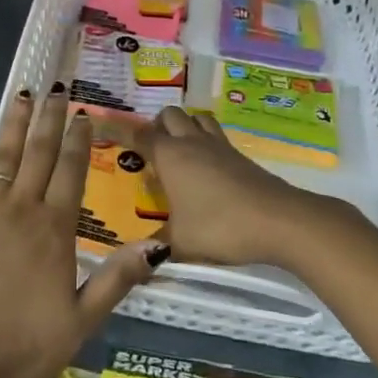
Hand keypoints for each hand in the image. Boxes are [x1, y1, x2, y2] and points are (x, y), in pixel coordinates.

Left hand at [0, 85, 164, 377]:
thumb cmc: (22, 351)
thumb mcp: (81, 323)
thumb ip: (116, 279)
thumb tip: (157, 245)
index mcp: (55, 231)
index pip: (71, 173)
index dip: (78, 141)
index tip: (82, 114)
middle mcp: (21, 210)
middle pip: (39, 154)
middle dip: (49, 119)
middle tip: (56, 88)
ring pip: (3, 156)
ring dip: (15, 123)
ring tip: (23, 93)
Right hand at [133, 106, 315, 268]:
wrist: (278, 219)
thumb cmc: (220, 227)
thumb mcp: (180, 243)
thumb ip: (155, 248)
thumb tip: (135, 262)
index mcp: (169, 156)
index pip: (137, 134)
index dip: (117, 129)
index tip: (99, 125)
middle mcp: (191, 142)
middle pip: (169, 115)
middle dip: (155, 125)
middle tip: (147, 150)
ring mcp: (218, 145)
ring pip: (195, 117)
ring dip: (182, 125)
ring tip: (177, 149)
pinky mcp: (239, 155)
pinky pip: (214, 134)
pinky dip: (204, 139)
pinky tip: (205, 164)